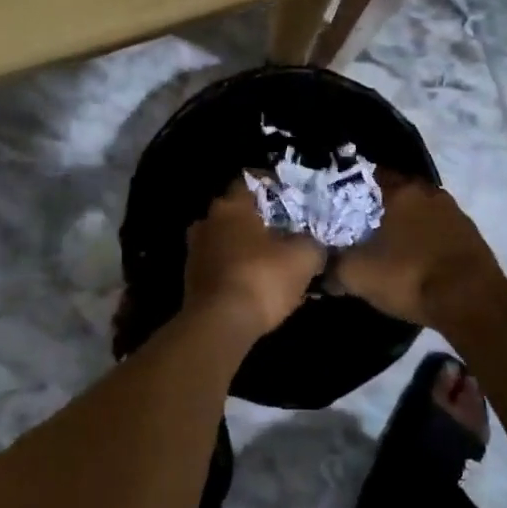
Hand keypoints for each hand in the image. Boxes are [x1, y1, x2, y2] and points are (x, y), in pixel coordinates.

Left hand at [183, 179, 325, 338]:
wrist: (219, 326)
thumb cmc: (261, 278)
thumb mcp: (303, 258)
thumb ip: (312, 244)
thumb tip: (315, 245)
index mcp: (231, 206)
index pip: (249, 181)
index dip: (270, 186)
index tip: (288, 196)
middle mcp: (207, 221)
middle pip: (236, 212)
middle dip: (258, 220)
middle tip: (283, 231)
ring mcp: (195, 251)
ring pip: (226, 240)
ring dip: (245, 248)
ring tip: (271, 261)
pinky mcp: (191, 281)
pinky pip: (219, 266)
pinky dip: (236, 270)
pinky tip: (256, 285)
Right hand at [328, 176, 504, 329]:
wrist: (472, 302)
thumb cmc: (410, 276)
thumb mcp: (358, 275)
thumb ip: (331, 266)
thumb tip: (316, 268)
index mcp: (401, 189)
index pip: (368, 176)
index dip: (350, 190)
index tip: (337, 206)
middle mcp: (428, 191)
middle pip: (395, 193)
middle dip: (377, 209)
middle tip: (358, 229)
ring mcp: (454, 212)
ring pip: (418, 212)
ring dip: (404, 225)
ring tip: (386, 247)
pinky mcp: (470, 235)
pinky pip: (437, 231)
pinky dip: (424, 241)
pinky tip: (414, 260)